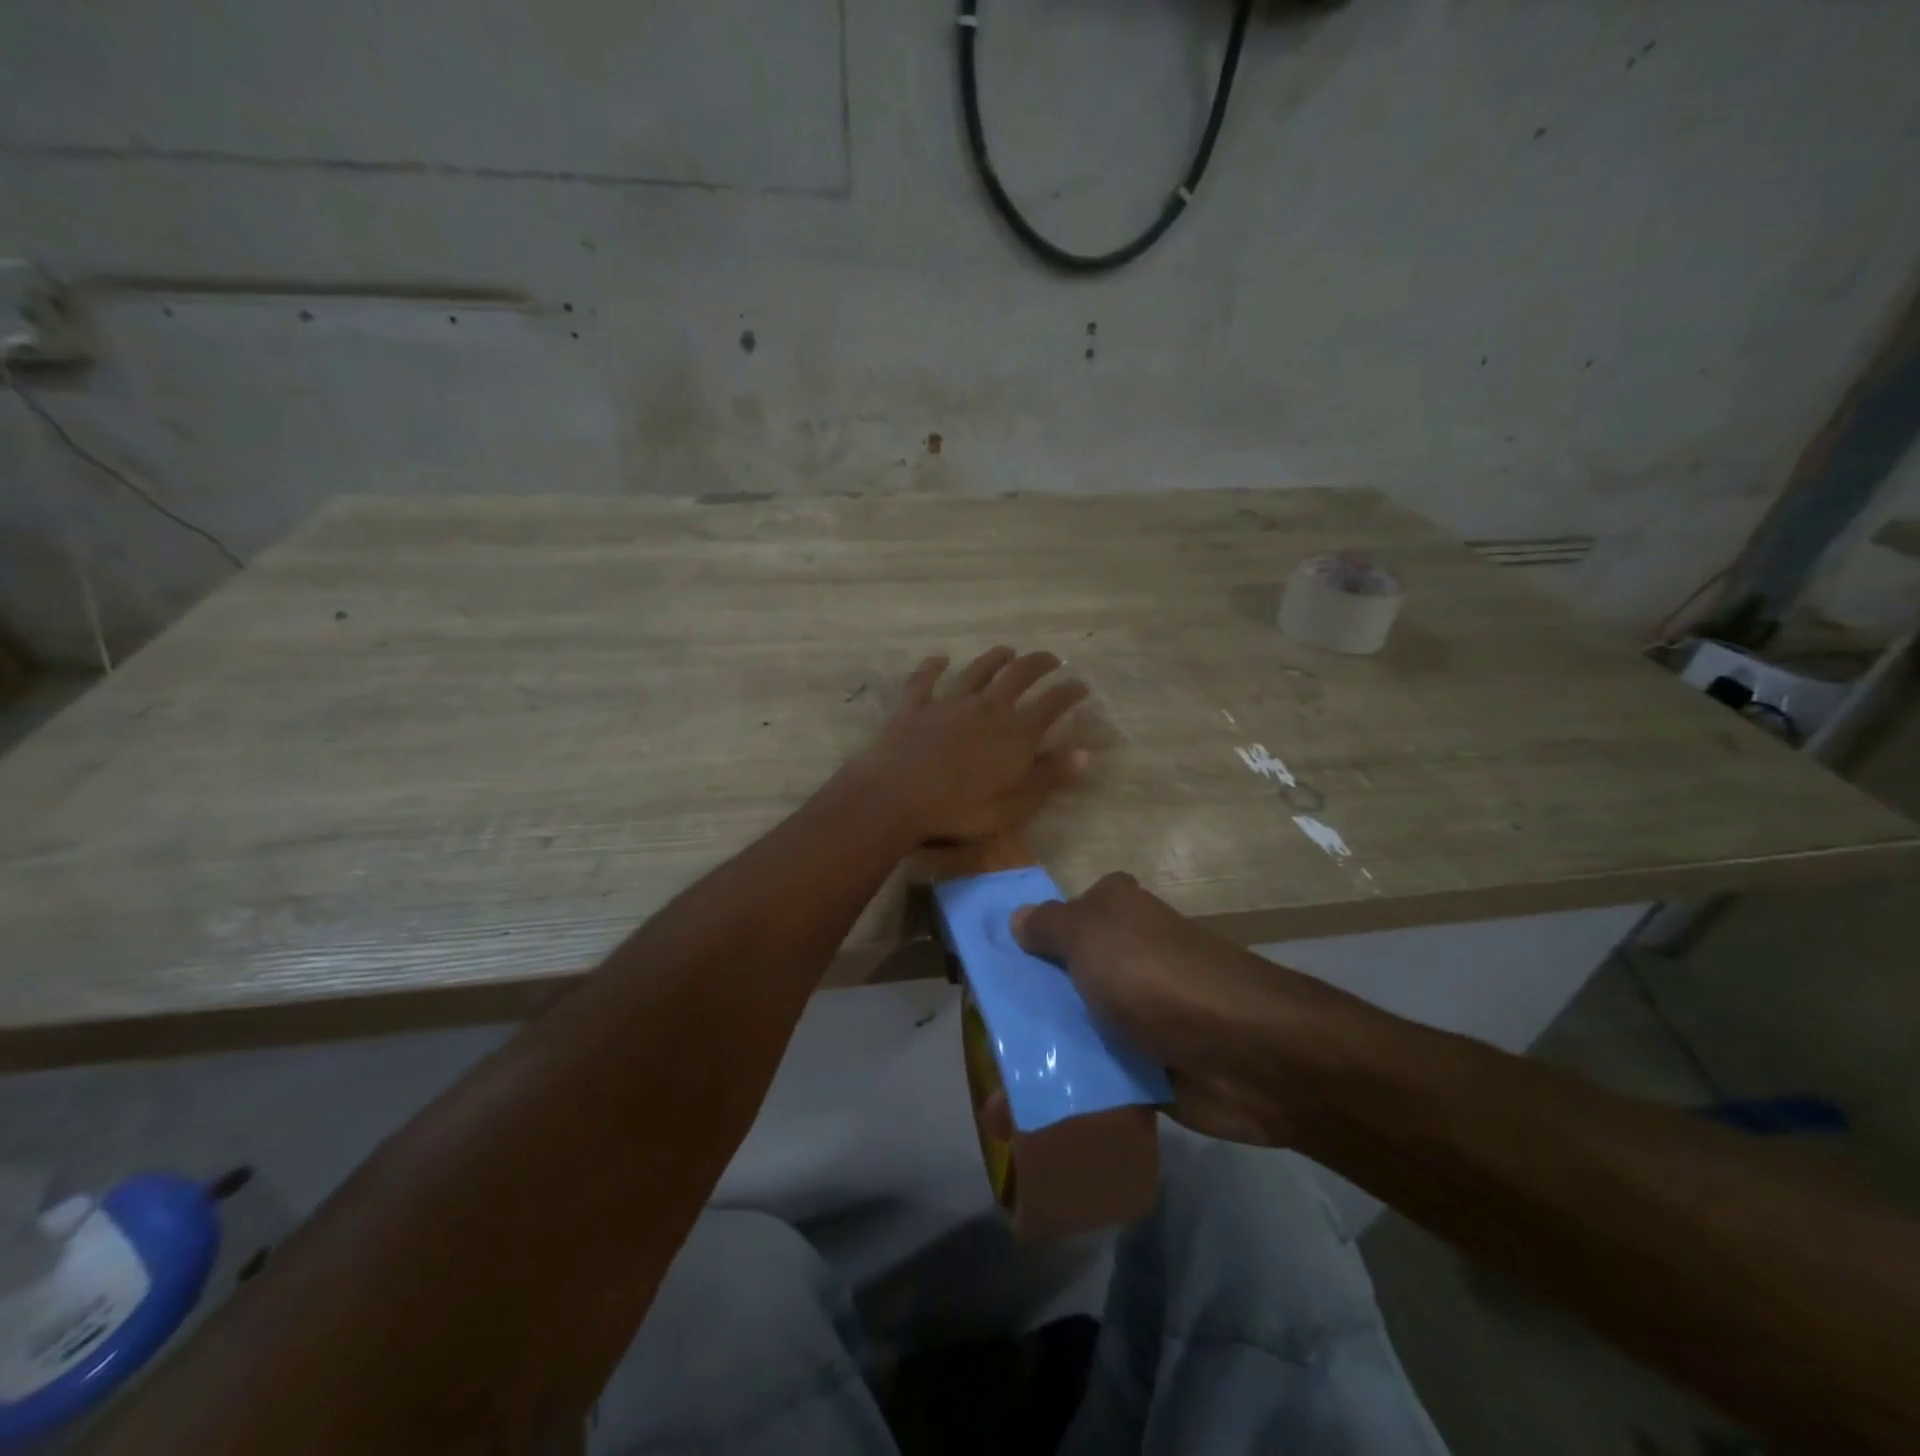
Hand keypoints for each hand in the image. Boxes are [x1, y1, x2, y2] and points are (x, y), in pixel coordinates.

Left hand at [853, 647, 1088, 845]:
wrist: (895, 798)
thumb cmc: (960, 810)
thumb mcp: (1014, 805)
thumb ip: (1048, 777)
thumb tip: (1083, 753)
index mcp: (1015, 733)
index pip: (1052, 704)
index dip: (1070, 692)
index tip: (1081, 685)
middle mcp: (987, 708)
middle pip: (1018, 675)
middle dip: (1039, 664)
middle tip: (1052, 659)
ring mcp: (948, 703)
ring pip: (977, 671)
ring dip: (994, 658)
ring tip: (1007, 651)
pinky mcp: (915, 706)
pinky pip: (925, 679)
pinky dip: (934, 666)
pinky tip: (939, 659)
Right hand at [1011, 873, 1359, 1145]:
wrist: (1248, 1054)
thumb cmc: (1156, 975)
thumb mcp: (1091, 935)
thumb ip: (1048, 926)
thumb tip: (1017, 918)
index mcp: (1113, 912)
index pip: (1054, 919)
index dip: (1019, 943)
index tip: (980, 975)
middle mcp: (1124, 956)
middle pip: (1057, 978)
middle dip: (1019, 1010)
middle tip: (976, 1044)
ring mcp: (1136, 1012)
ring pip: (1073, 1030)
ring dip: (1038, 1061)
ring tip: (992, 1102)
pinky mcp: (1147, 1065)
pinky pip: (1096, 1076)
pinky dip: (1067, 1095)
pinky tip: (1025, 1121)